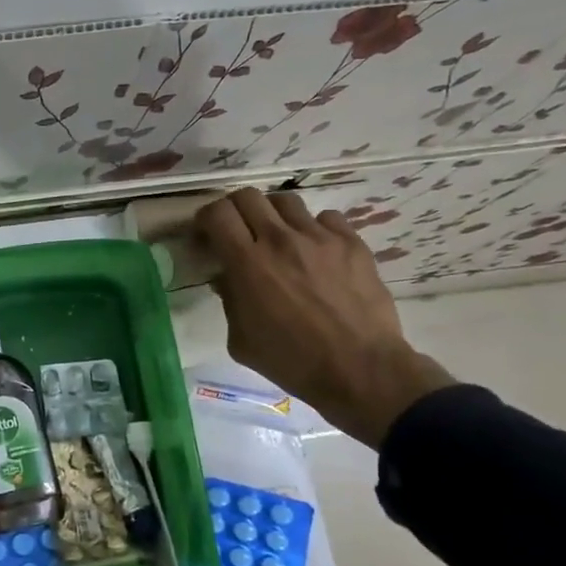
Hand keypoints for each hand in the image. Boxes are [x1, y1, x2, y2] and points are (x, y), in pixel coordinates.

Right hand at [195, 189, 454, 447]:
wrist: (359, 369)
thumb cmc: (292, 361)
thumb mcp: (240, 340)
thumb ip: (229, 300)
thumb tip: (227, 278)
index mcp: (247, 263)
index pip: (218, 214)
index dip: (206, 219)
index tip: (207, 235)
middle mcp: (280, 240)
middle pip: (248, 196)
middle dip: (235, 209)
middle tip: (237, 231)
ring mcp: (319, 237)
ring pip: (286, 201)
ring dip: (273, 214)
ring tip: (277, 236)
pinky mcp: (351, 243)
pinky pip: (326, 218)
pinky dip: (313, 228)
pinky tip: (314, 250)